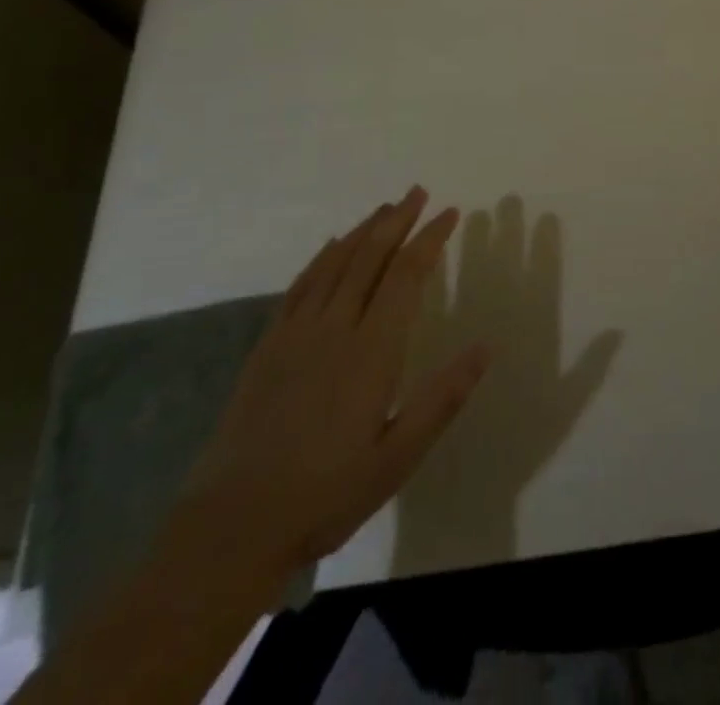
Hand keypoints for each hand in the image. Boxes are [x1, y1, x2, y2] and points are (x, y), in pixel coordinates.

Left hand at [180, 186, 489, 579]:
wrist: (232, 526)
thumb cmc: (326, 494)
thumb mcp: (398, 456)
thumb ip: (443, 398)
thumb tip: (487, 347)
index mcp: (372, 350)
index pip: (406, 275)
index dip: (429, 238)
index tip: (450, 213)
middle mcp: (335, 328)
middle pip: (370, 257)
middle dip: (397, 220)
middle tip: (418, 193)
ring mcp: (296, 334)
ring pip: (335, 264)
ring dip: (363, 231)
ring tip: (385, 208)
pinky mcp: (268, 347)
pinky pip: (300, 286)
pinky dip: (322, 258)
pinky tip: (331, 246)